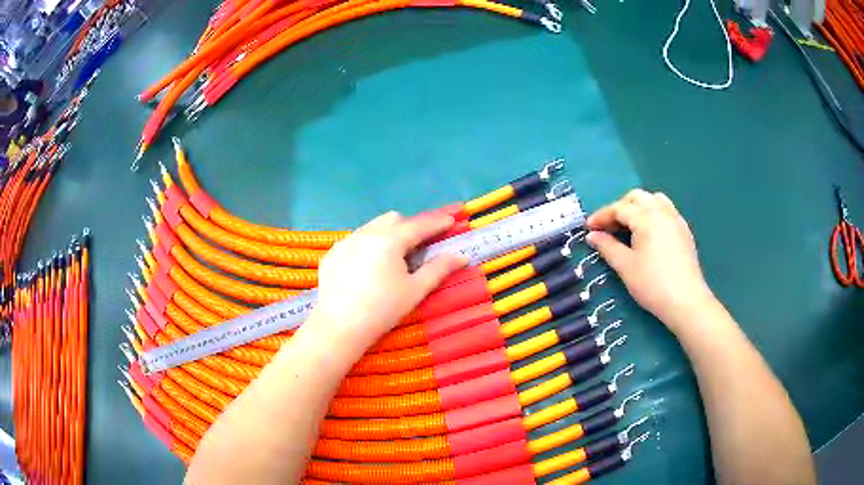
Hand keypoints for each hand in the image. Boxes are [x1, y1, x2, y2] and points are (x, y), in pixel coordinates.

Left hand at [307, 211, 466, 353]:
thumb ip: (439, 269)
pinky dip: (367, 245)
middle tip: (420, 246)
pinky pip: (354, 240)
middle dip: (409, 226)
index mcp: (389, 240)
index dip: (437, 223)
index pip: (419, 225)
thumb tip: (461, 256)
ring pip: (372, 227)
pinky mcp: (332, 254)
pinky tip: (367, 268)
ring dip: (387, 234)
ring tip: (393, 257)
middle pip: (393, 220)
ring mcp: (345, 242)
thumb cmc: (382, 310)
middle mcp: (366, 233)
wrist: (339, 328)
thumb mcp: (415, 290)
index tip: (450, 222)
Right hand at [585, 189, 714, 331]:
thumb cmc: (652, 284)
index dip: (602, 216)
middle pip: (637, 197)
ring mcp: (676, 220)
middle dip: (620, 207)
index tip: (588, 228)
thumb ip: (607, 247)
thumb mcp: (625, 266)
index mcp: (647, 217)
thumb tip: (592, 236)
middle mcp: (663, 212)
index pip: (619, 208)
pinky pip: (666, 211)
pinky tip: (649, 233)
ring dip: (638, 207)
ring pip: (654, 200)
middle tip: (608, 226)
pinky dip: (653, 214)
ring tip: (629, 226)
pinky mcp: (684, 231)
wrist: (685, 301)